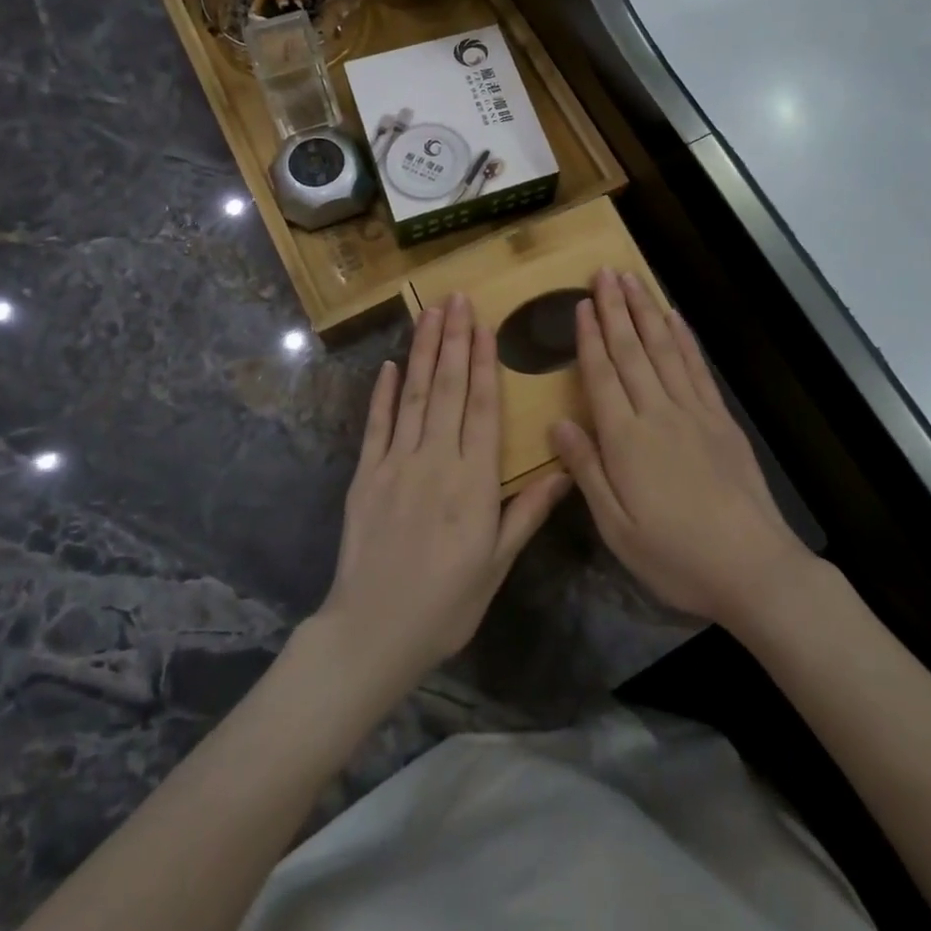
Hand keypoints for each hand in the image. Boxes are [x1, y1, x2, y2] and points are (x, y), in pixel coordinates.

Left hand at [316, 293, 571, 690]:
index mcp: (473, 482)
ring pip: (413, 396)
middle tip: (457, 298)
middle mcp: (435, 461)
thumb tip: (565, 470)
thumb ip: (527, 512)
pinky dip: (383, 393)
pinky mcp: (365, 475)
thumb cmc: (447, 603)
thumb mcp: (497, 564)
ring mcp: (395, 464)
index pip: (482, 408)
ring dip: (422, 352)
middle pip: (447, 389)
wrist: (373, 631)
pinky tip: (390, 365)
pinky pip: (376, 426)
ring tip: (429, 313)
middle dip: (453, 340)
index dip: (483, 363)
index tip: (484, 325)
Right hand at [551, 269, 810, 628]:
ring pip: (664, 349)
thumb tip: (557, 423)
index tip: (582, 303)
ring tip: (632, 279)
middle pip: (631, 351)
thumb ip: (586, 470)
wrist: (753, 568)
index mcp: (625, 440)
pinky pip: (697, 368)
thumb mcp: (616, 527)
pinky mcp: (721, 420)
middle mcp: (658, 413)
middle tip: (604, 272)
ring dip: (646, 311)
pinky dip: (684, 338)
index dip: (590, 337)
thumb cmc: (675, 556)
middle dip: (616, 309)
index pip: (601, 375)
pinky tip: (674, 318)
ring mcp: (694, 412)